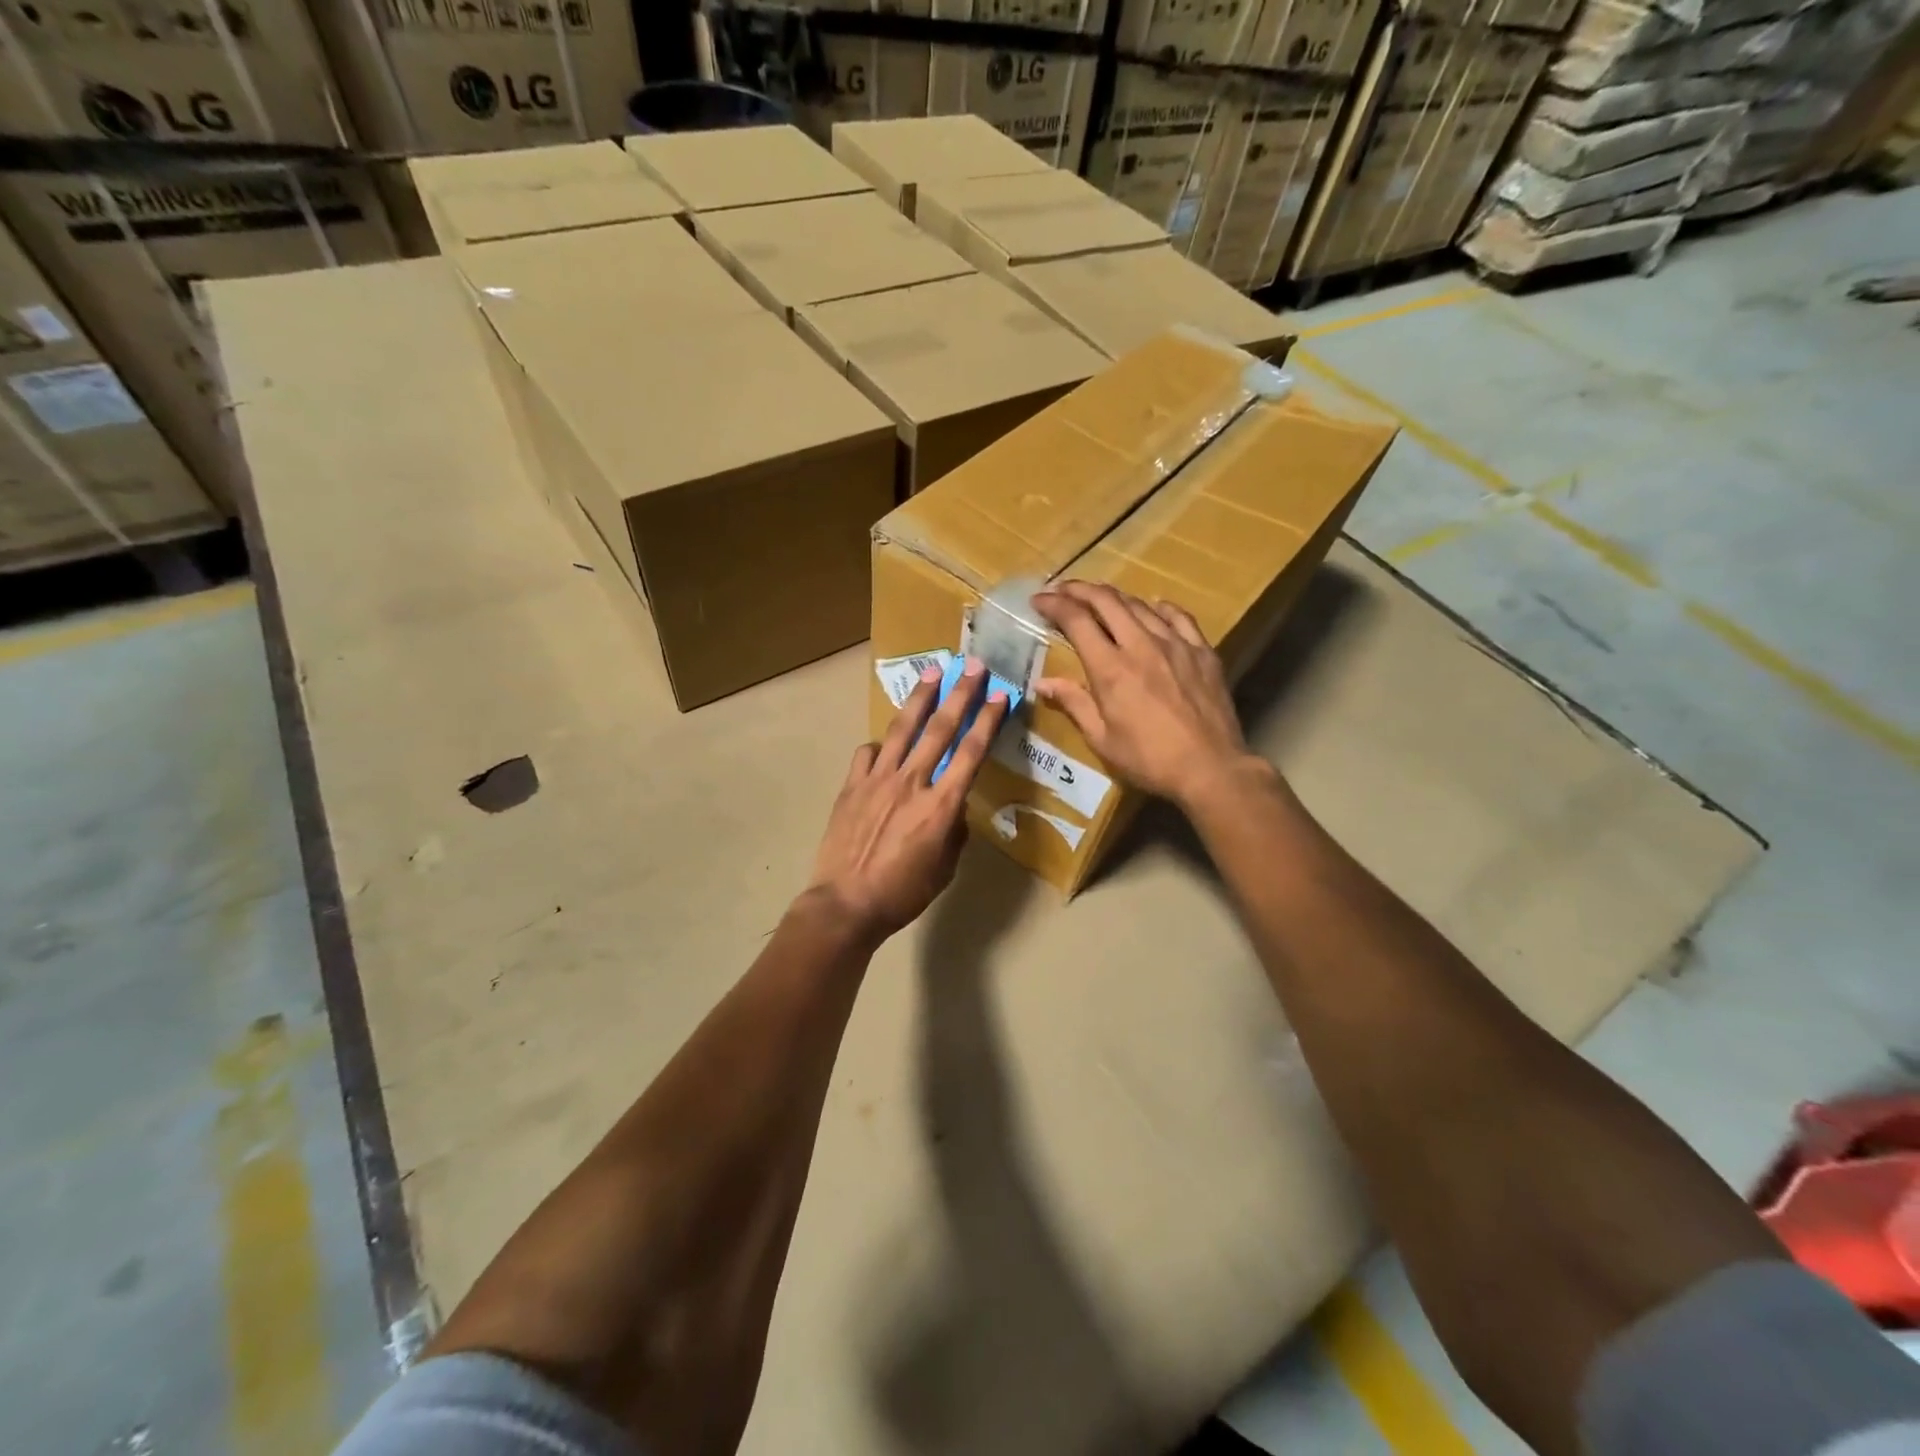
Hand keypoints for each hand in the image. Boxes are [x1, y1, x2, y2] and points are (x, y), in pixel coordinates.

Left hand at [807, 659, 1007, 941]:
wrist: (846, 904)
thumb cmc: (903, 893)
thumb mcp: (944, 868)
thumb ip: (953, 831)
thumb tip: (952, 809)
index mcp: (941, 806)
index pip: (971, 753)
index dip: (988, 721)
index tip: (1000, 696)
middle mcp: (912, 782)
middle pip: (940, 729)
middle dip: (960, 694)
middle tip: (973, 666)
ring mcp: (878, 780)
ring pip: (902, 730)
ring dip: (919, 699)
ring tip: (931, 672)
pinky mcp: (851, 786)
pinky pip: (867, 754)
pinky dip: (879, 746)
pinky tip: (883, 746)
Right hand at [1032, 581, 1261, 808]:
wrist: (1211, 768)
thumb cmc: (1149, 760)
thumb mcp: (1102, 739)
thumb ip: (1074, 704)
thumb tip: (1043, 683)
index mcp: (1111, 668)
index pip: (1077, 620)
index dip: (1054, 604)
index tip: (1039, 600)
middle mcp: (1141, 645)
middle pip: (1107, 601)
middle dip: (1079, 590)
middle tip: (1062, 591)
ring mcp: (1175, 644)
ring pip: (1140, 605)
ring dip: (1114, 597)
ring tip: (1099, 600)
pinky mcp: (1202, 651)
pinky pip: (1178, 616)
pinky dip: (1159, 607)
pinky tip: (1153, 607)